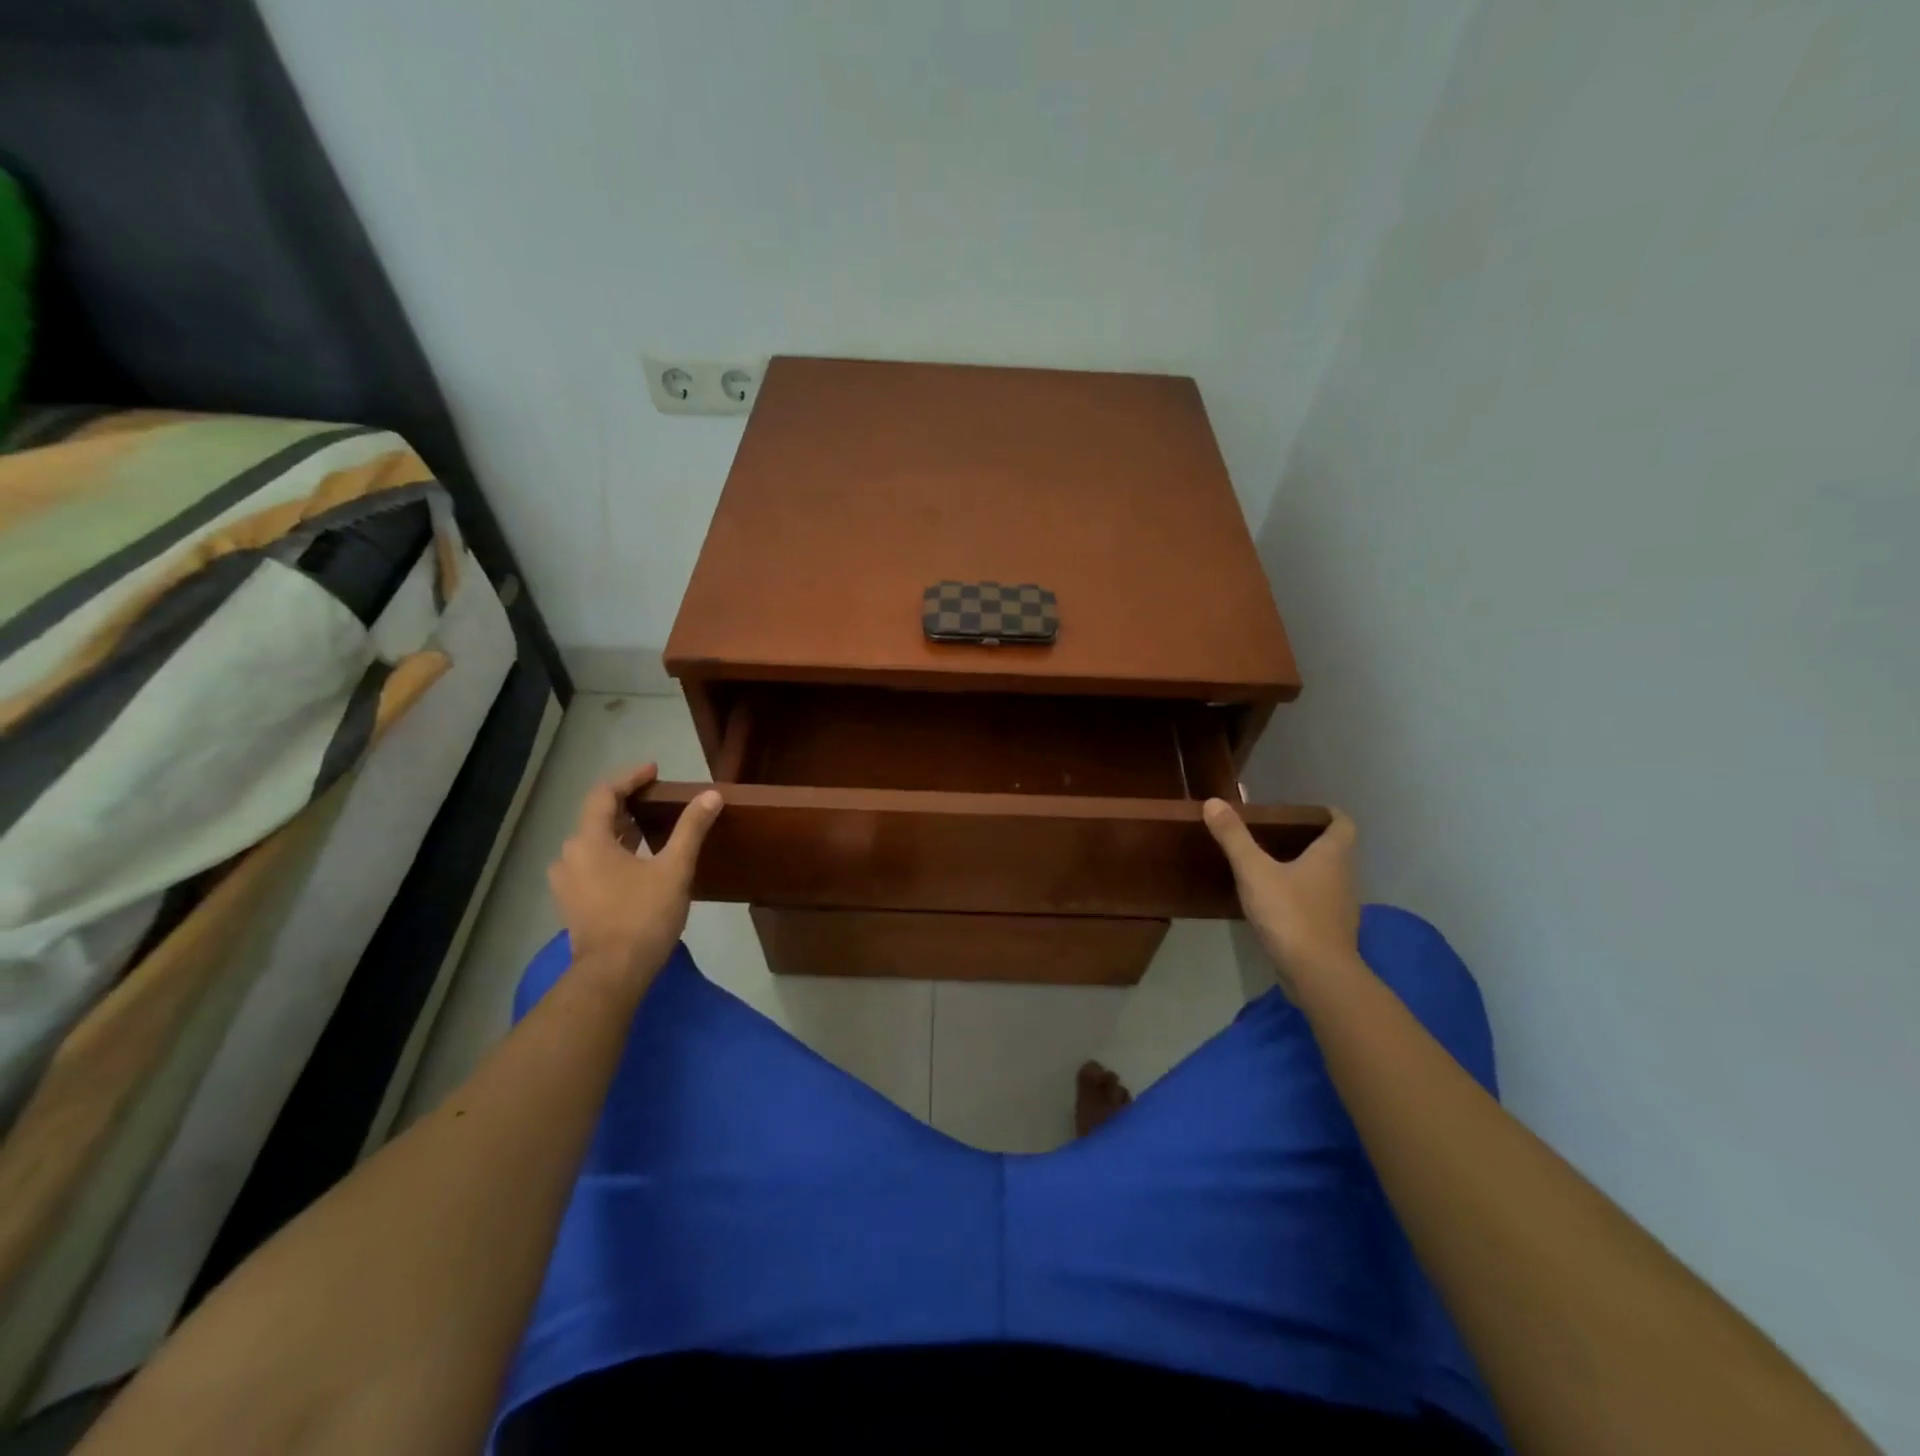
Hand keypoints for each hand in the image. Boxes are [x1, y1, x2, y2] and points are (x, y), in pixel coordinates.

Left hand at [548, 763, 722, 997]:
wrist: (613, 974)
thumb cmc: (643, 916)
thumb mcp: (674, 869)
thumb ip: (691, 829)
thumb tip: (711, 795)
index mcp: (589, 841)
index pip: (603, 794)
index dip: (629, 778)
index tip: (654, 771)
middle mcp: (569, 856)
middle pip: (596, 818)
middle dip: (626, 805)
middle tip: (656, 799)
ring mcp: (567, 883)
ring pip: (593, 844)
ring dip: (620, 832)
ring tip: (650, 828)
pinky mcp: (573, 904)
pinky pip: (591, 865)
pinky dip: (613, 854)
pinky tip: (637, 863)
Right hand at [1203, 800, 1360, 997]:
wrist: (1317, 974)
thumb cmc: (1290, 913)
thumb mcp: (1254, 871)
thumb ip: (1234, 837)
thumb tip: (1213, 802)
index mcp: (1332, 857)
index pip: (1344, 825)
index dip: (1330, 815)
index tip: (1310, 812)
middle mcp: (1345, 878)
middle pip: (1337, 853)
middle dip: (1313, 842)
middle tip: (1282, 836)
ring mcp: (1341, 909)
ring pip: (1329, 881)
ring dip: (1309, 872)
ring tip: (1276, 868)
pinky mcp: (1333, 934)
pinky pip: (1321, 906)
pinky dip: (1305, 900)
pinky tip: (1280, 905)